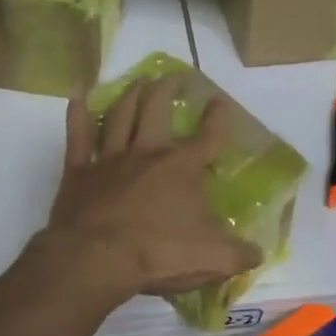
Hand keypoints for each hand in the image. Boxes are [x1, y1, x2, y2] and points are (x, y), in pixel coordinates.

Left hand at [42, 77, 264, 300]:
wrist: (96, 258)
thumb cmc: (159, 253)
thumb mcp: (212, 259)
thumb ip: (239, 254)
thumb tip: (257, 253)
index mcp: (182, 168)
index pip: (208, 136)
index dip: (218, 118)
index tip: (220, 101)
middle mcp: (147, 153)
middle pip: (157, 110)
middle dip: (167, 89)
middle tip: (173, 76)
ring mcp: (110, 159)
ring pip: (120, 116)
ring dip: (130, 95)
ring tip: (138, 80)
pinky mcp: (78, 172)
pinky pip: (78, 137)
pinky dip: (77, 116)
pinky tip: (78, 98)